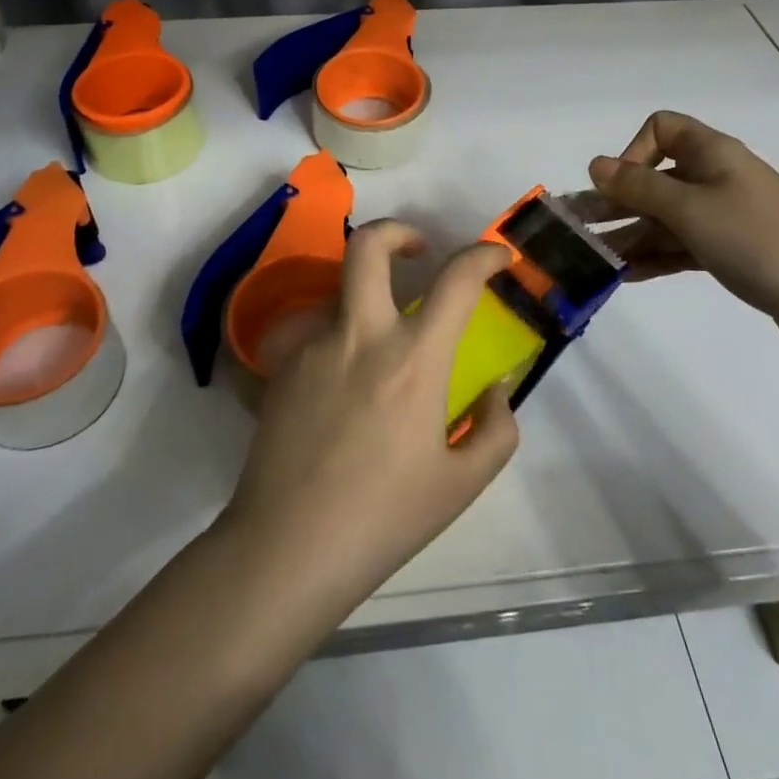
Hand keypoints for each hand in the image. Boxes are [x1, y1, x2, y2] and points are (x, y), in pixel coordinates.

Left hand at [223, 223, 518, 608]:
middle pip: (368, 245)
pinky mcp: (282, 365)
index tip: (496, 257)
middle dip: (397, 230)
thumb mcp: (462, 484)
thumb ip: (495, 430)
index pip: (456, 280)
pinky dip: (339, 338)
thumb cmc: (384, 519)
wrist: (288, 548)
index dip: (483, 255)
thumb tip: (494, 390)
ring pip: (338, 288)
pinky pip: (315, 331)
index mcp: (413, 359)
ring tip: (377, 339)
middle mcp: (361, 335)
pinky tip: (341, 387)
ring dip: (365, 295)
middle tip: (417, 250)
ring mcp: (314, 345)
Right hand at [588, 110, 778, 353]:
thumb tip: (596, 164)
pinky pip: (684, 246)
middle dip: (618, 201)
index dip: (633, 151)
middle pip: (657, 178)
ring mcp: (728, 217)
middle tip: (580, 230)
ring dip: (632, 234)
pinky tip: (627, 276)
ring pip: (667, 217)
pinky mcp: (735, 252)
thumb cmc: (759, 241)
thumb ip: (638, 187)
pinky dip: (657, 256)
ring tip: (595, 260)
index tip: (621, 187)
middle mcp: (718, 178)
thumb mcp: (690, 210)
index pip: (661, 128)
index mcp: (712, 154)